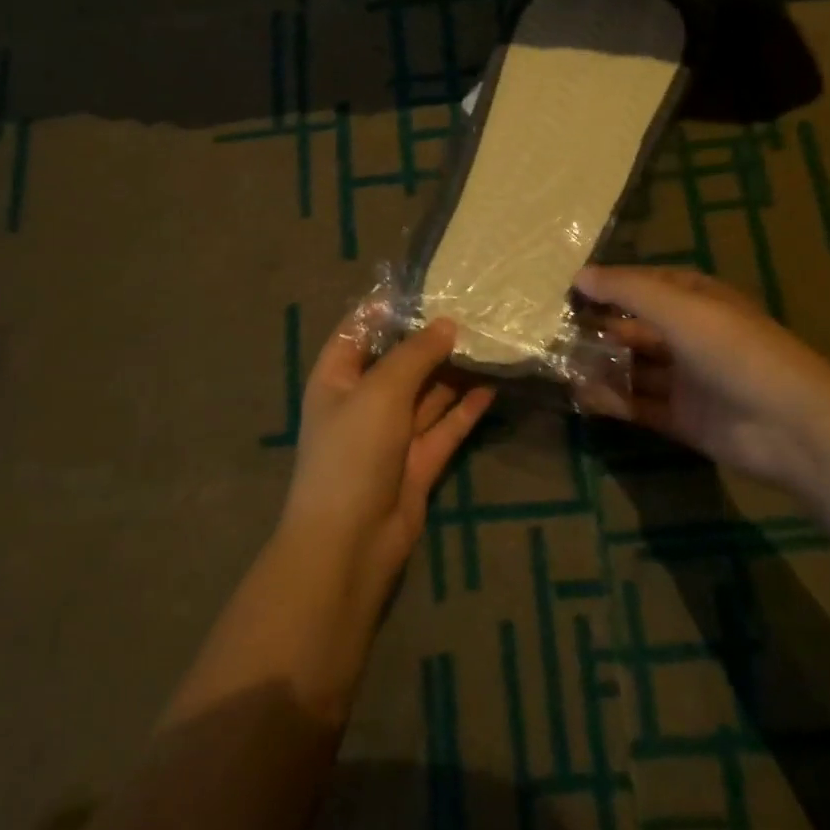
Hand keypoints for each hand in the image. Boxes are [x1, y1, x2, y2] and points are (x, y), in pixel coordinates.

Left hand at [281, 313, 495, 606]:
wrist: (350, 544)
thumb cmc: (352, 452)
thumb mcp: (380, 391)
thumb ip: (415, 354)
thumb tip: (447, 324)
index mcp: (337, 378)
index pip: (359, 330)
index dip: (388, 307)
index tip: (428, 285)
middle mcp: (362, 401)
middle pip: (399, 361)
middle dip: (431, 339)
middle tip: (473, 311)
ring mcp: (391, 434)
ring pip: (426, 393)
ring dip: (453, 372)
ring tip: (489, 341)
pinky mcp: (418, 462)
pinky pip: (445, 427)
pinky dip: (466, 409)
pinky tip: (493, 386)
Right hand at [576, 265, 829, 499]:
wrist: (789, 424)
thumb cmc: (732, 349)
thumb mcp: (677, 306)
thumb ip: (626, 290)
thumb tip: (579, 275)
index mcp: (696, 300)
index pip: (644, 284)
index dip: (608, 285)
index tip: (567, 290)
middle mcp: (690, 335)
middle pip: (635, 328)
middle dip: (599, 328)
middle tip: (553, 332)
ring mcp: (687, 379)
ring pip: (634, 367)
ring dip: (601, 365)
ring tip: (558, 365)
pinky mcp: (683, 418)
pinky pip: (640, 405)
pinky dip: (612, 401)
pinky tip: (581, 397)